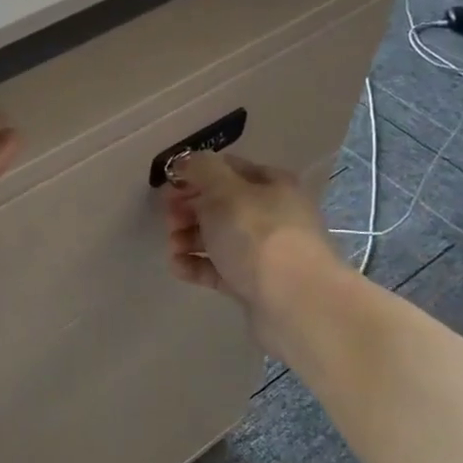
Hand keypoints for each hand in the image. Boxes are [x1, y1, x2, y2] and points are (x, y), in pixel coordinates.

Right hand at [162, 152, 337, 317]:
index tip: (169, 185)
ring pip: (218, 238)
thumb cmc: (257, 234)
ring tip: (172, 246)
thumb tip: (186, 161)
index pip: (228, 169)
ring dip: (189, 238)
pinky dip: (197, 265)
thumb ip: (201, 170)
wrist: (293, 301)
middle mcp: (271, 214)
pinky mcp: (253, 284)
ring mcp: (263, 252)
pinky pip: (219, 269)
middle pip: (221, 205)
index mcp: (271, 185)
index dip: (197, 174)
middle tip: (169, 218)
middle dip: (189, 209)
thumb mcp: (224, 190)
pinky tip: (178, 267)